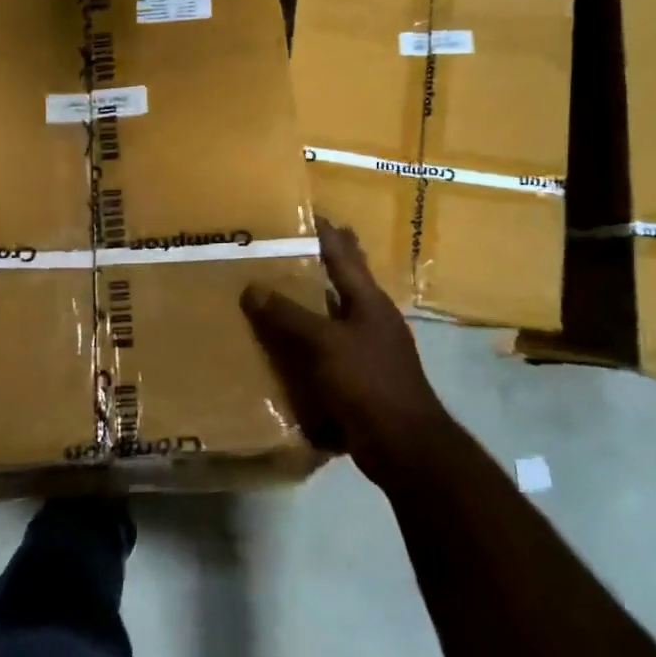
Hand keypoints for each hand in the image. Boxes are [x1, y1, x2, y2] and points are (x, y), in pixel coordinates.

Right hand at [241, 218, 453, 482]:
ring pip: (330, 316)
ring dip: (305, 305)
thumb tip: (252, 288)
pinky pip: (325, 350)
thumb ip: (288, 316)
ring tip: (269, 294)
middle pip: (340, 281)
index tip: (299, 212)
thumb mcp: (324, 344)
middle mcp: (370, 318)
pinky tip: (280, 348)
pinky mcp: (359, 377)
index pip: (343, 252)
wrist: (403, 444)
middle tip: (276, 251)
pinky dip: (305, 343)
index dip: (323, 231)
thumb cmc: (368, 383)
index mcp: (369, 300)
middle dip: (314, 264)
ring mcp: (367, 349)